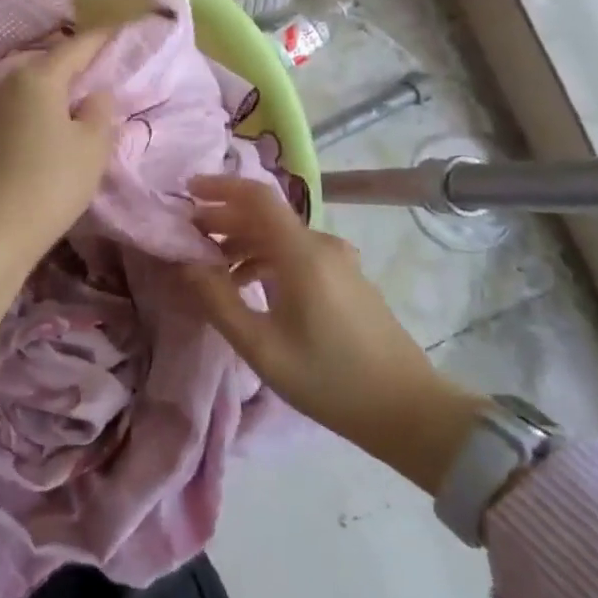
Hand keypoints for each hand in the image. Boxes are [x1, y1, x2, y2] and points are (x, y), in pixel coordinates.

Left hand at [0, 31, 117, 356]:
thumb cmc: (52, 181)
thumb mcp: (93, 145)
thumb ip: (101, 110)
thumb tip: (95, 93)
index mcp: (39, 76)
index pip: (78, 46)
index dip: (103, 38)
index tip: (123, 31)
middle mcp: (11, 81)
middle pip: (51, 61)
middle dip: (79, 61)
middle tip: (107, 65)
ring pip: (35, 84)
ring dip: (59, 86)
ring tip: (85, 93)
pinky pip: (23, 105)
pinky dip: (43, 105)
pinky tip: (57, 121)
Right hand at [182, 175, 486, 493]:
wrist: (410, 411)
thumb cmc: (330, 380)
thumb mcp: (263, 348)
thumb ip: (218, 301)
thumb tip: (187, 265)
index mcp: (302, 253)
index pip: (256, 196)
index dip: (219, 187)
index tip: (187, 192)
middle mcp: (322, 244)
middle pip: (265, 215)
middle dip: (224, 219)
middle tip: (189, 236)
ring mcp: (339, 260)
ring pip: (280, 235)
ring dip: (243, 242)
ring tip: (213, 267)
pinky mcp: (347, 277)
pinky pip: (297, 252)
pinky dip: (266, 257)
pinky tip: (250, 286)